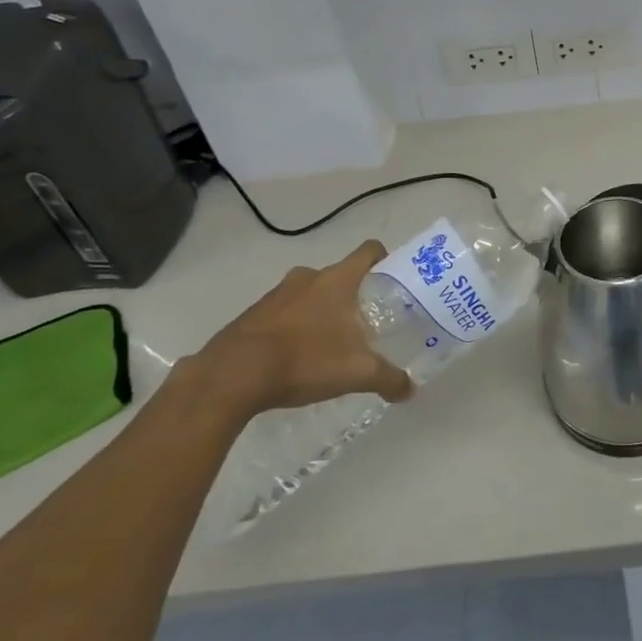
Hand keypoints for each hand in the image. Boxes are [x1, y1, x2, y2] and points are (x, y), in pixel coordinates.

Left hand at [186, 241, 413, 422]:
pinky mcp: (253, 314)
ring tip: (330, 343)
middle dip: (353, 296)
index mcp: (337, 280)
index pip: (369, 251)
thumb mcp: (356, 373)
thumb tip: (410, 389)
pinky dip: (294, 327)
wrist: (231, 375)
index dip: (384, 260)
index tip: (393, 281)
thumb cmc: (304, 360)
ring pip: (310, 293)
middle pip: (340, 275)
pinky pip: (284, 312)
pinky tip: (297, 357)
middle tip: (365, 323)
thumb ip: (388, 378)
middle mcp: (308, 277)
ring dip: (321, 311)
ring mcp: (276, 293)